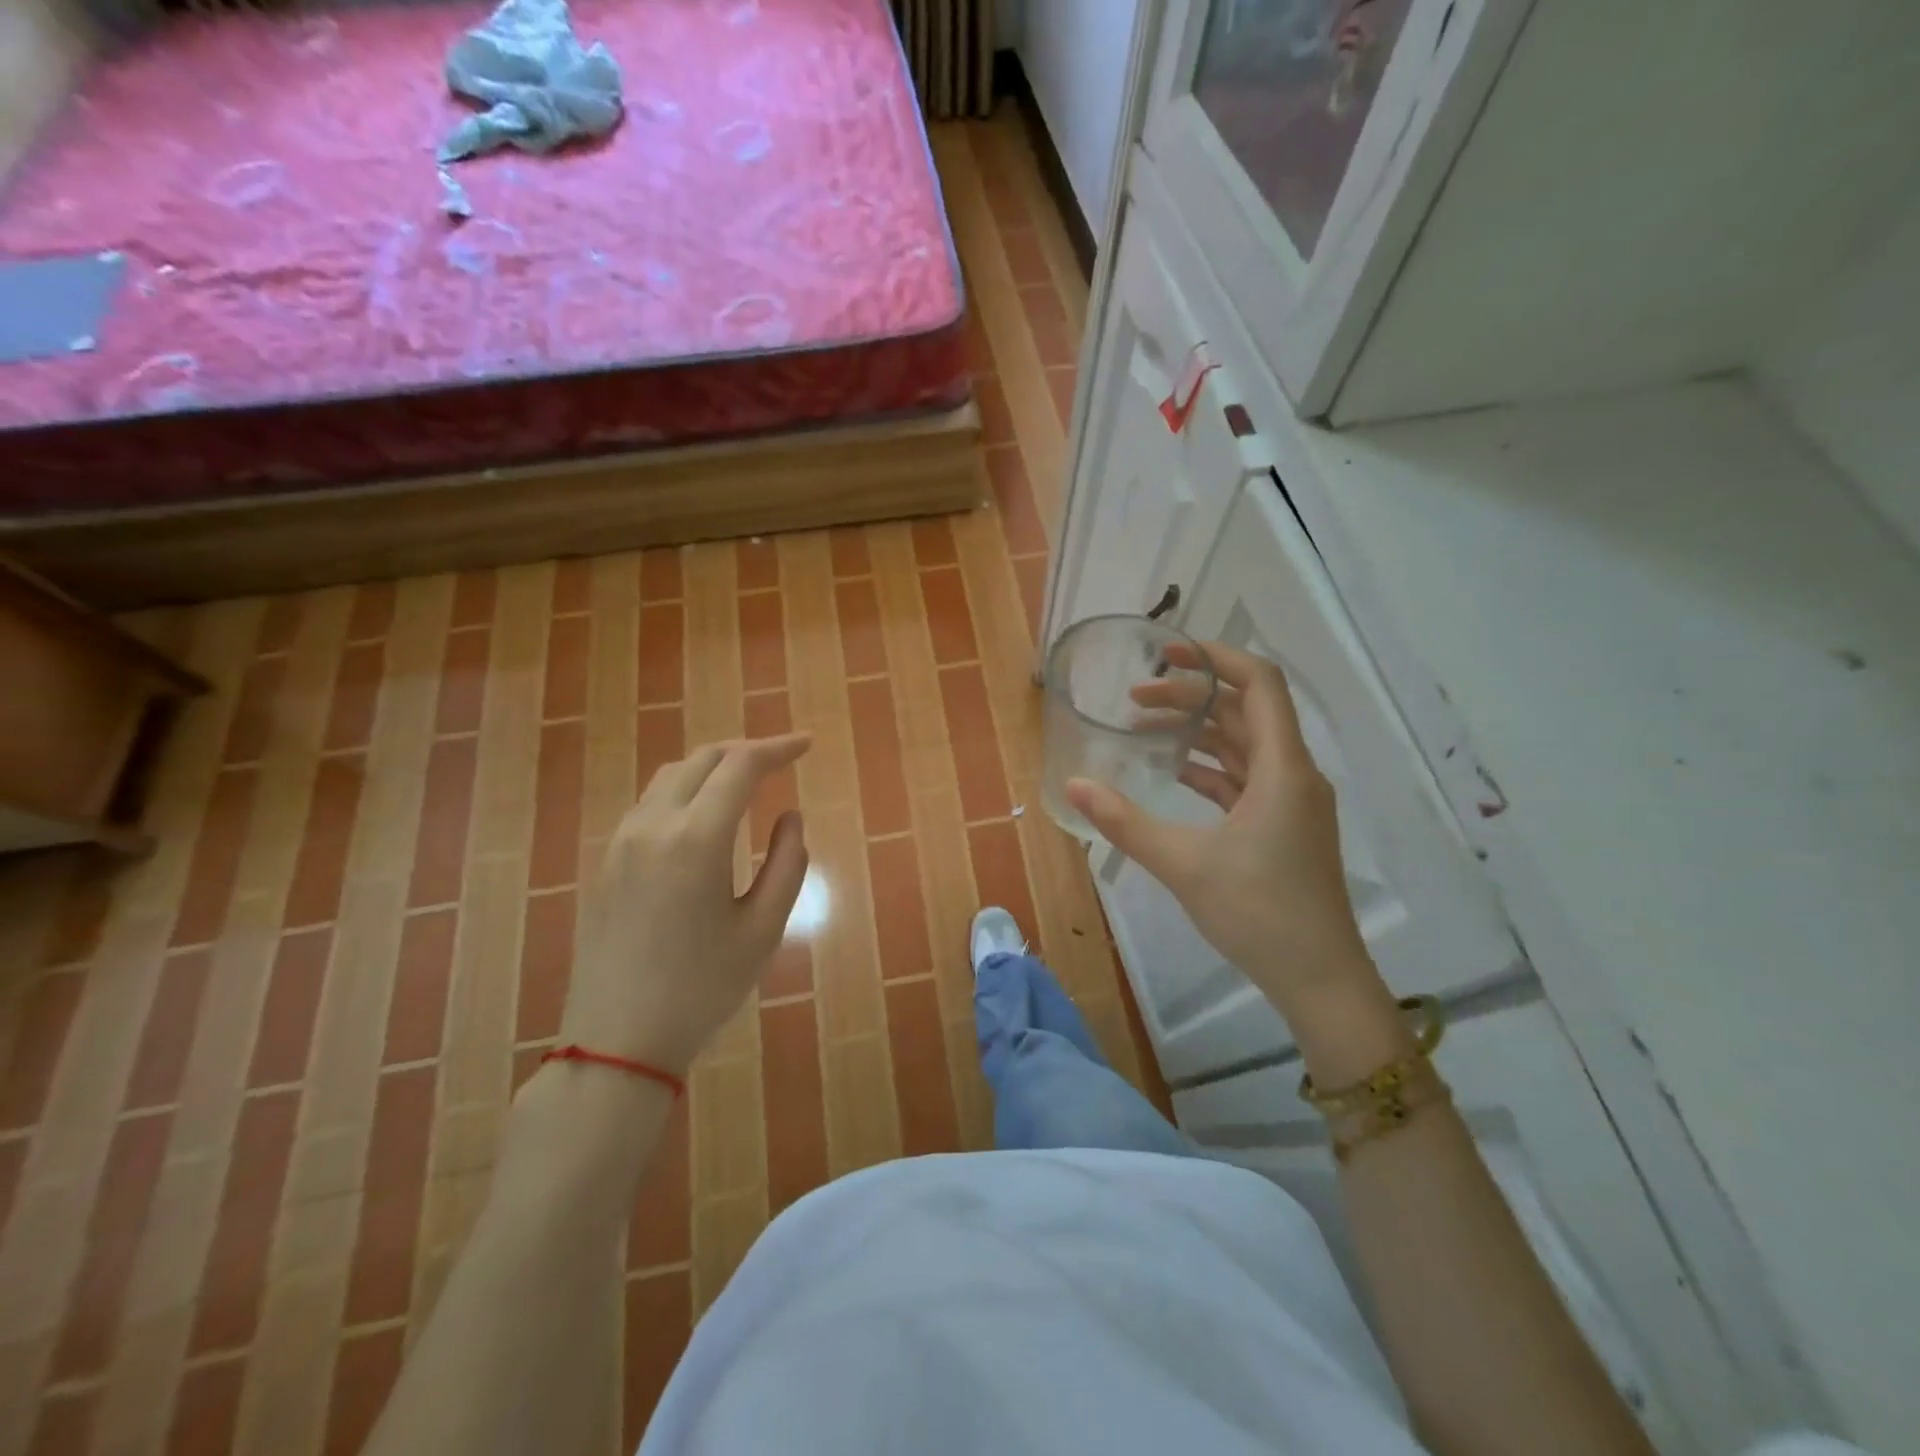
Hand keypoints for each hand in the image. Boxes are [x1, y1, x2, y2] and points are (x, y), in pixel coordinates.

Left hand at [561, 735, 811, 1076]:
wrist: (617, 1040)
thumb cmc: (702, 987)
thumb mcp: (763, 929)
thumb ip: (787, 864)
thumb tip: (789, 817)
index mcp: (696, 838)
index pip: (740, 766)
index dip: (777, 748)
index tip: (807, 745)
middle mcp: (653, 825)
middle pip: (702, 760)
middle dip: (745, 751)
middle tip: (782, 759)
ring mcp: (622, 842)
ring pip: (670, 776)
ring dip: (712, 767)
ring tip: (746, 780)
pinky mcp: (607, 862)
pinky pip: (650, 803)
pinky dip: (685, 789)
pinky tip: (704, 815)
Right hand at [1066, 641, 1377, 1016]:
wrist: (1319, 978)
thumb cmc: (1259, 914)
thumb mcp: (1183, 864)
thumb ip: (1125, 821)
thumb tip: (1074, 784)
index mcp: (1283, 769)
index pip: (1259, 683)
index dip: (1215, 658)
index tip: (1167, 654)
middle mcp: (1294, 774)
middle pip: (1245, 710)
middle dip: (1191, 696)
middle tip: (1135, 698)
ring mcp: (1292, 801)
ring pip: (1244, 744)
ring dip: (1198, 731)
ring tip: (1144, 729)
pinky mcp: (1284, 825)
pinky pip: (1245, 777)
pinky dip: (1210, 766)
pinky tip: (1172, 772)